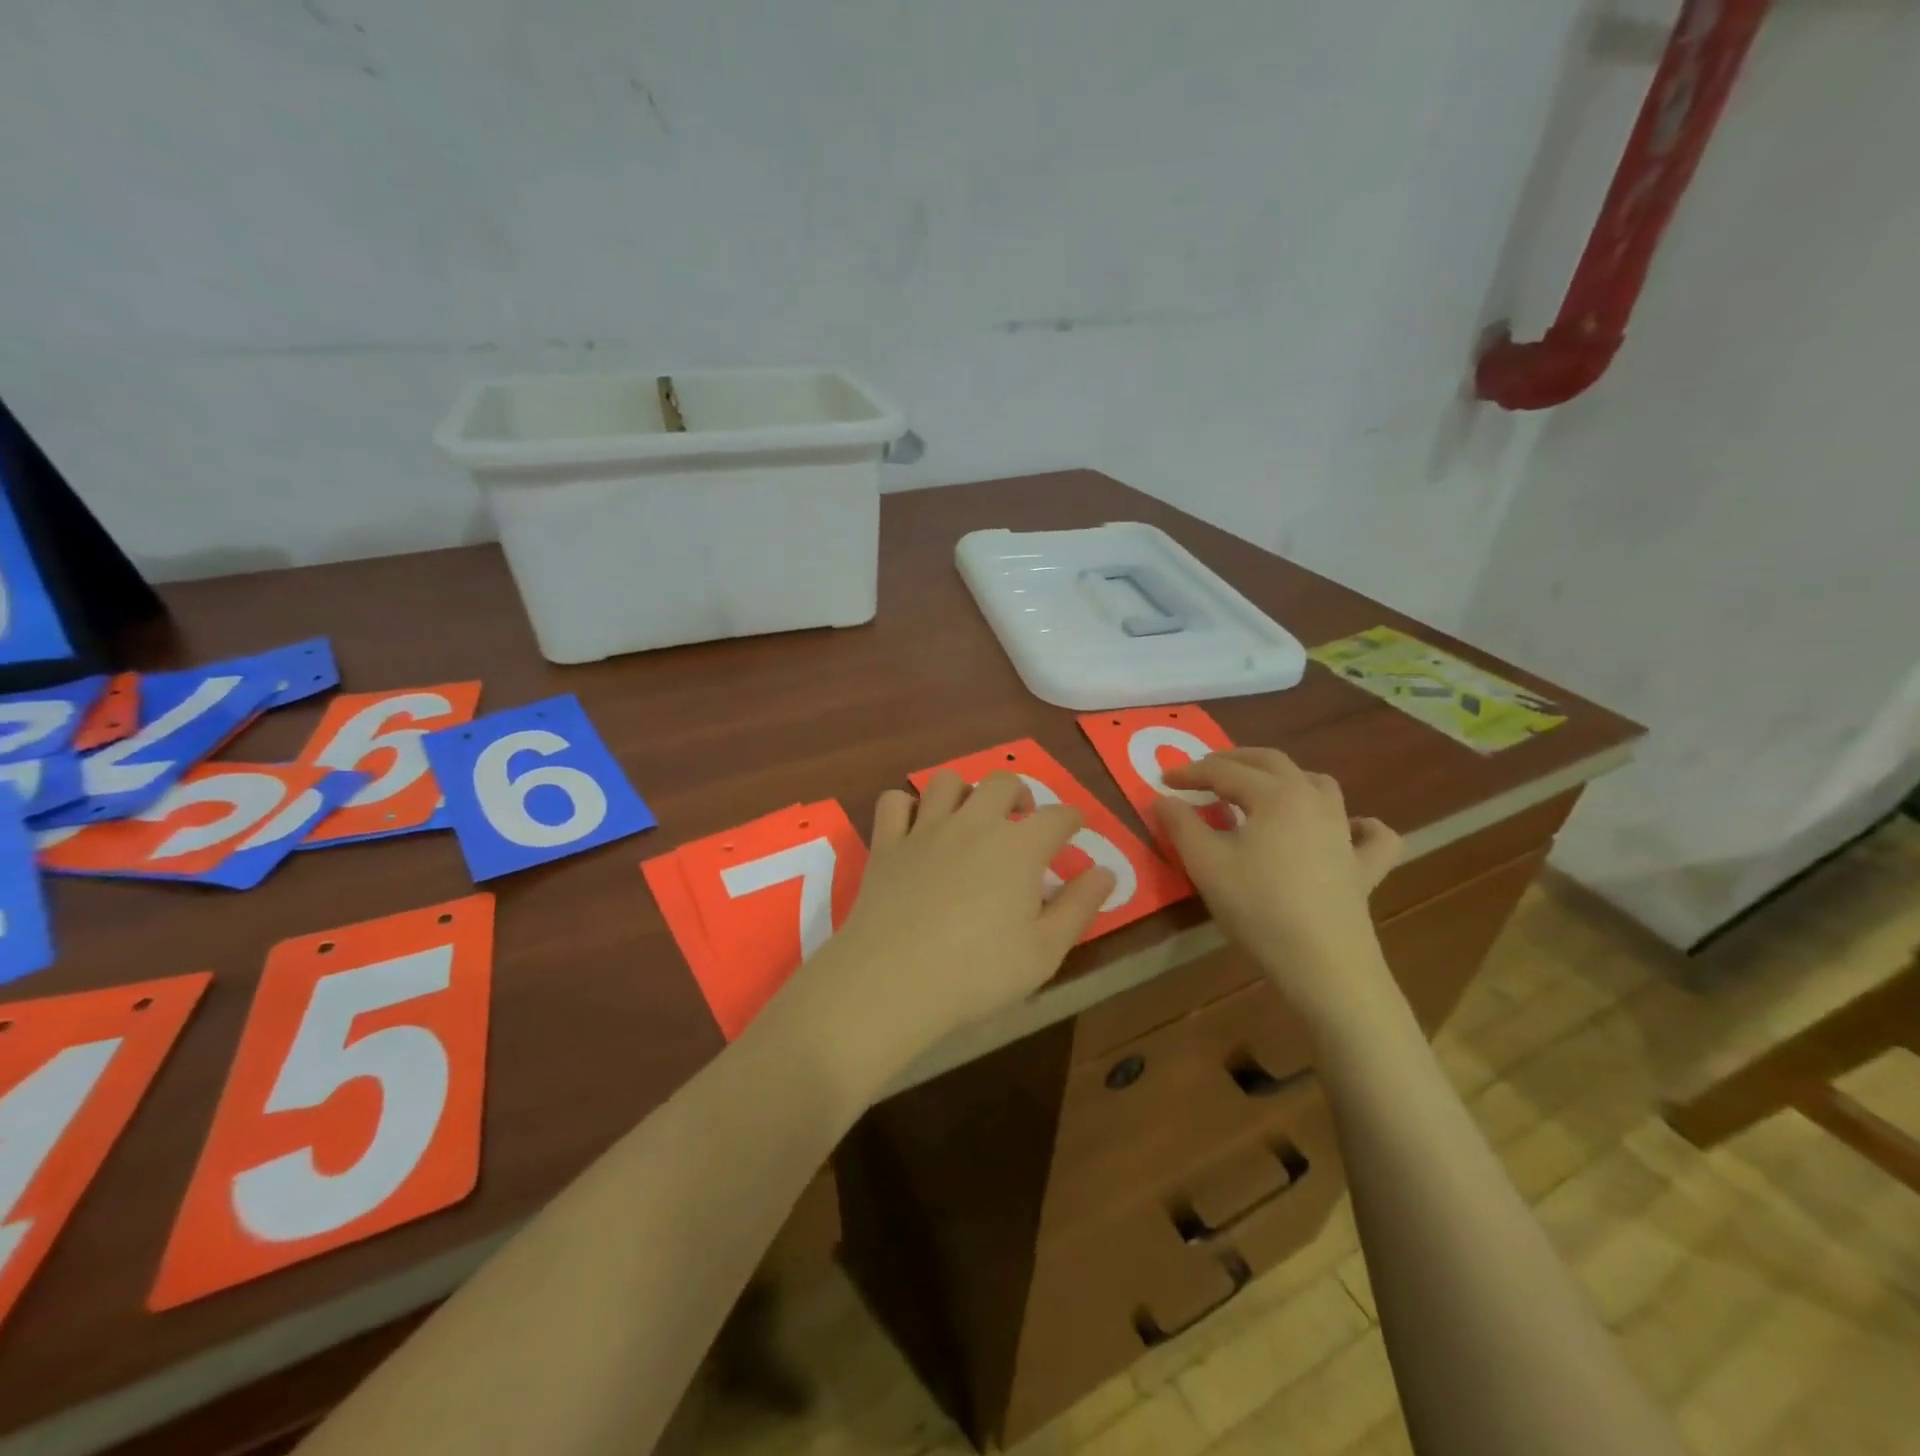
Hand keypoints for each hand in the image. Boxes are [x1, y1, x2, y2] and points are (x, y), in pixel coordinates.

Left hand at [793, 771, 1115, 1081]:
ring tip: (969, 818)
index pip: (1058, 816)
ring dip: (964, 792)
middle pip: (1002, 783)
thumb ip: (1079, 906)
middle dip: (1020, 794)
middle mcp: (974, 823)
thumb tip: (1105, 872)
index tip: (1076, 828)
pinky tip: (914, 828)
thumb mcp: (1045, 951)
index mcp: (1018, 846)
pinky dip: (907, 807)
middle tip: (1022, 821)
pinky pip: (894, 801)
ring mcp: (926, 828)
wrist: (893, 979)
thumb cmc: (978, 971)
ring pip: (947, 781)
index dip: (1073, 818)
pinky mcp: (887, 843)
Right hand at [1154, 749, 1402, 1028]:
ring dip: (1287, 778)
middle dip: (1234, 760)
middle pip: (1272, 762)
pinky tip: (1348, 830)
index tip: (1162, 779)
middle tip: (1204, 770)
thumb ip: (1180, 824)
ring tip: (1263, 790)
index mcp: (1275, 794)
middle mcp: (1314, 800)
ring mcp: (1345, 833)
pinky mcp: (1365, 867)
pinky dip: (1359, 825)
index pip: (1224, 771)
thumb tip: (1163, 798)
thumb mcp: (1206, 863)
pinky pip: (1371, 835)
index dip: (1190, 772)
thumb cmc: (1258, 906)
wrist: (1323, 963)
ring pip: (1320, 784)